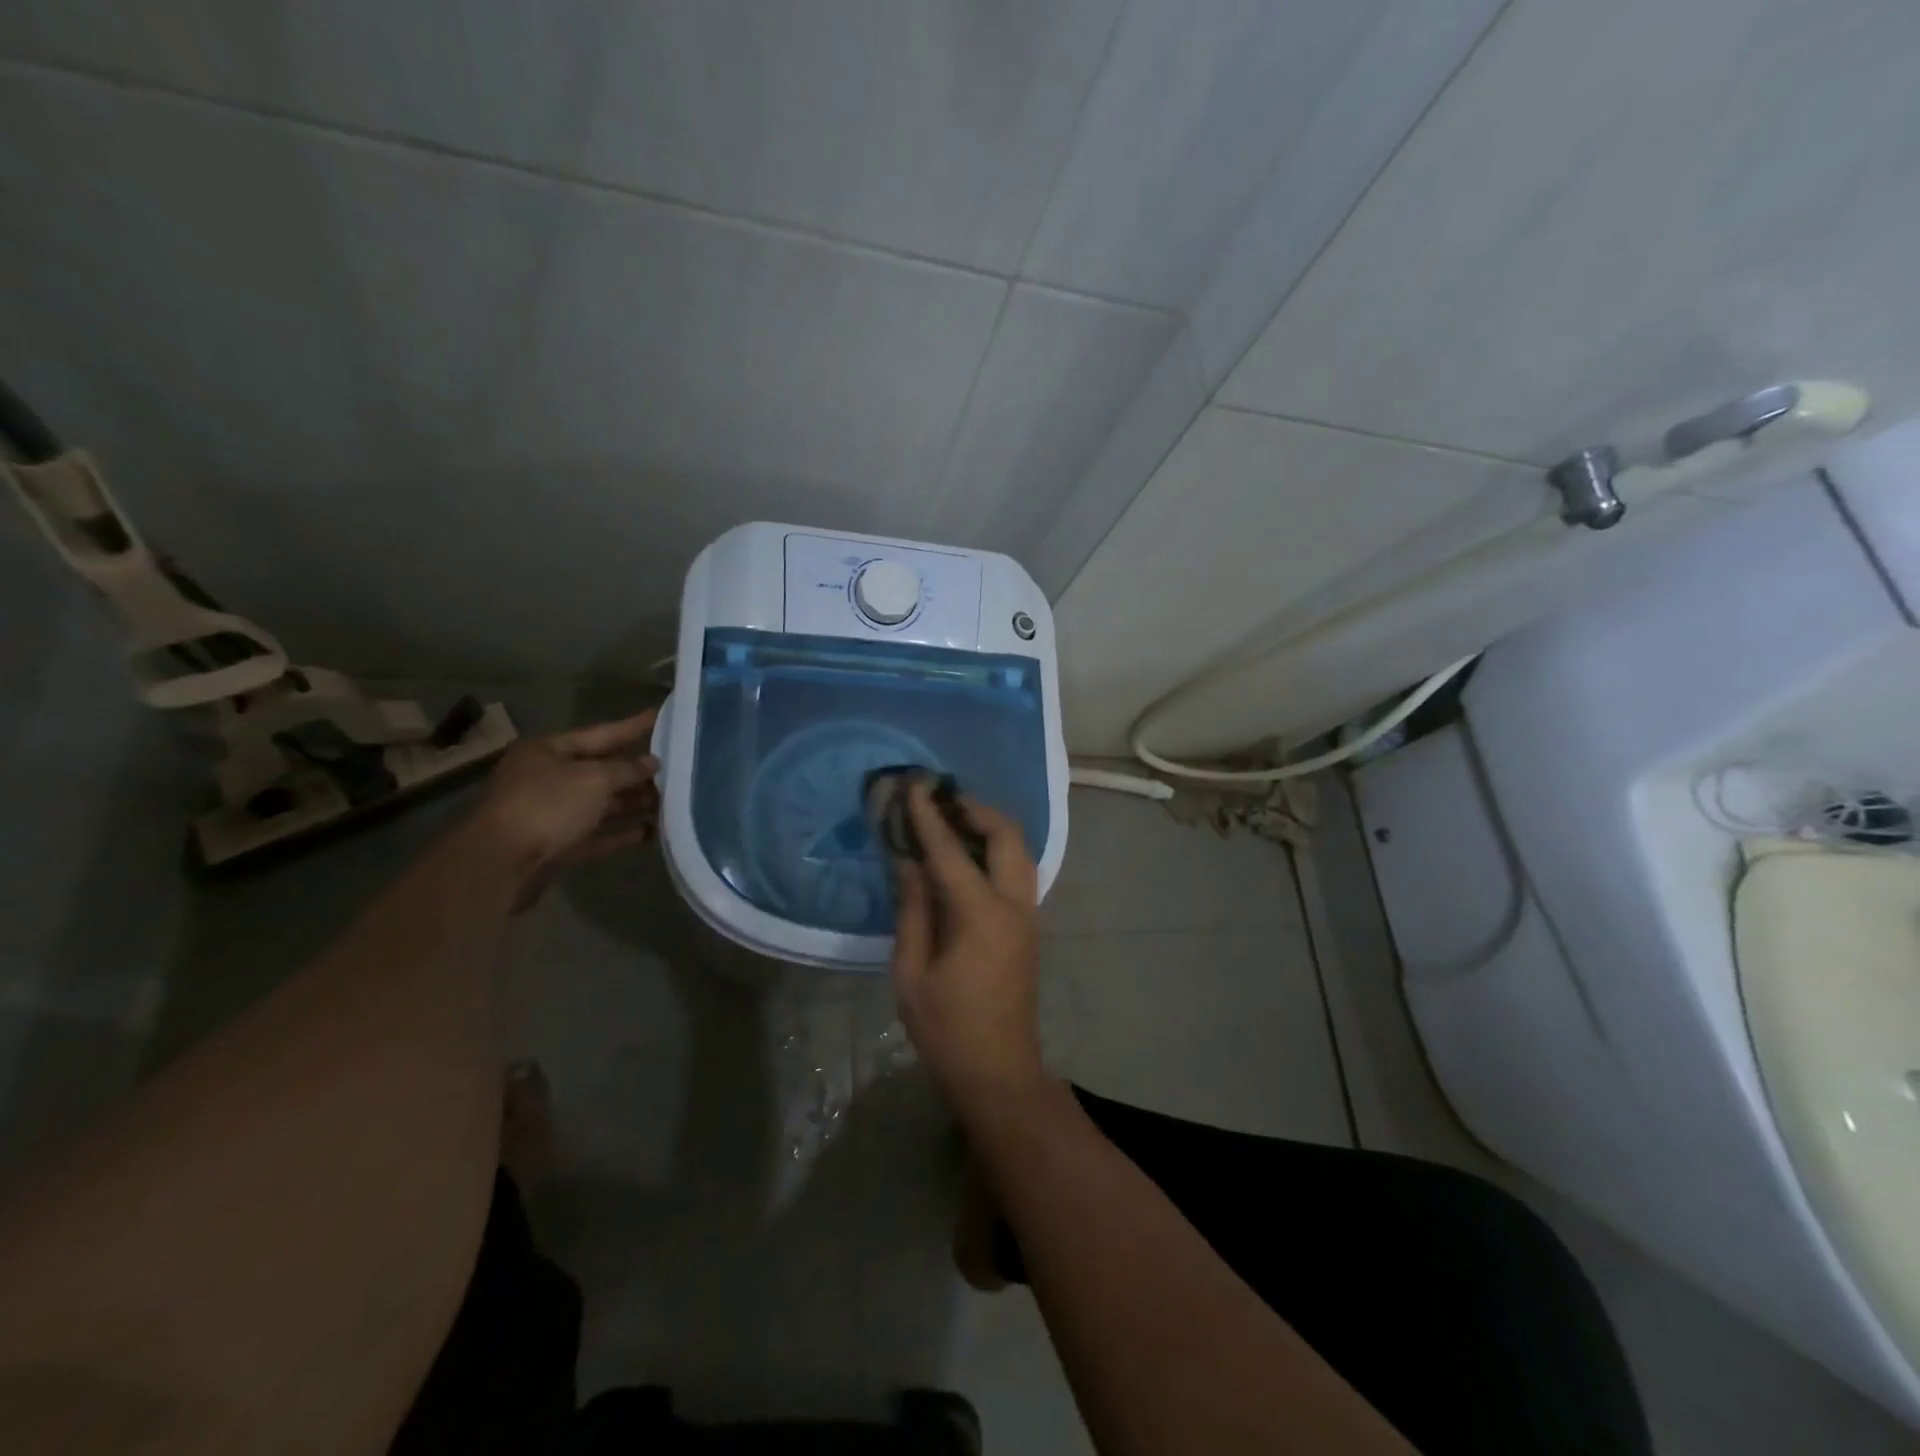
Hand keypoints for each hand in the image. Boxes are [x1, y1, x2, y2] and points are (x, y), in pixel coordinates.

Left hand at [470, 710, 659, 891]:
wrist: (501, 864)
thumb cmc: (548, 806)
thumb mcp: (594, 780)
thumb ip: (627, 769)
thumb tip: (652, 762)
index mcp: (548, 750)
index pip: (600, 733)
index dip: (632, 726)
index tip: (660, 715)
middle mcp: (547, 777)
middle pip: (601, 770)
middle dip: (636, 771)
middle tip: (676, 767)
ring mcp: (550, 812)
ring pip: (600, 803)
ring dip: (632, 803)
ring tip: (669, 802)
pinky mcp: (556, 844)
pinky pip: (595, 833)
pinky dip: (619, 832)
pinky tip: (648, 832)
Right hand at [890, 781, 1045, 1109]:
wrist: (1000, 1071)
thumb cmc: (947, 1029)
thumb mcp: (912, 973)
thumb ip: (913, 911)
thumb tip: (909, 864)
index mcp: (981, 916)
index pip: (951, 852)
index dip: (929, 816)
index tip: (915, 786)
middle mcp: (1014, 906)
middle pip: (1007, 836)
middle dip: (976, 808)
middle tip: (943, 798)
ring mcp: (1028, 916)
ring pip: (1020, 851)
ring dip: (991, 827)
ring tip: (955, 819)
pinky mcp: (1030, 927)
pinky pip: (1018, 871)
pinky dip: (996, 850)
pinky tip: (969, 856)